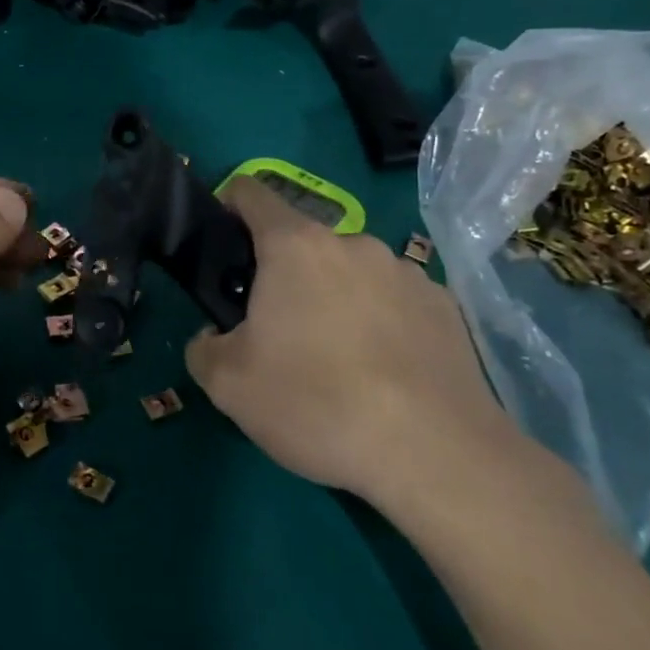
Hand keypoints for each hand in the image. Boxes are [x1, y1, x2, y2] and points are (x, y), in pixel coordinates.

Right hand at [184, 176, 518, 504]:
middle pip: (301, 242)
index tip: (221, 248)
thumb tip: (215, 337)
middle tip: (277, 334)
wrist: (437, 456)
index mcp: (295, 246)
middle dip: (282, 276)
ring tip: (337, 362)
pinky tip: (383, 375)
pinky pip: (394, 301)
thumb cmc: (317, 403)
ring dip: (334, 299)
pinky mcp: (446, 308)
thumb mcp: (227, 385)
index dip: (227, 207)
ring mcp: (407, 272)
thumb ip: (203, 347)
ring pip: (350, 273)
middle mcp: (353, 243)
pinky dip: (379, 323)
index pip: (250, 193)